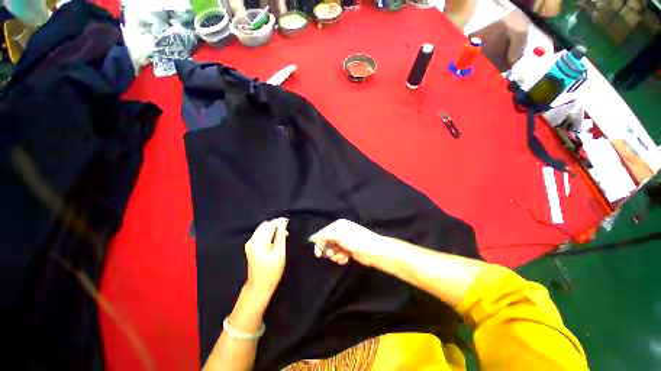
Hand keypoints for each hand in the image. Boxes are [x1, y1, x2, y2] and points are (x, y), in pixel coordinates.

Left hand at [244, 218, 287, 295]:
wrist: (258, 287)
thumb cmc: (271, 272)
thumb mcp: (279, 254)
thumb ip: (280, 237)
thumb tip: (283, 224)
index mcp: (259, 242)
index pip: (270, 225)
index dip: (279, 222)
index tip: (288, 222)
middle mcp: (252, 240)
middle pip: (265, 225)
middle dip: (276, 224)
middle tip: (286, 230)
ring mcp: (250, 244)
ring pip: (262, 229)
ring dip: (272, 229)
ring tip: (283, 235)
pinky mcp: (251, 247)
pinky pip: (260, 234)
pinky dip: (268, 233)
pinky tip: (275, 240)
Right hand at [308, 219, 387, 266]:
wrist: (373, 251)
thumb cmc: (355, 240)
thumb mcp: (337, 235)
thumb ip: (323, 235)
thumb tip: (311, 238)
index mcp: (338, 225)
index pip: (323, 233)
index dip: (319, 242)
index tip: (318, 253)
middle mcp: (341, 232)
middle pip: (327, 242)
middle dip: (328, 249)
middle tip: (331, 254)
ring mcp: (345, 241)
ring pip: (332, 250)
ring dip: (335, 255)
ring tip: (341, 256)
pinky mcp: (348, 250)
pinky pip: (338, 254)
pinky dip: (340, 258)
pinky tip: (345, 258)